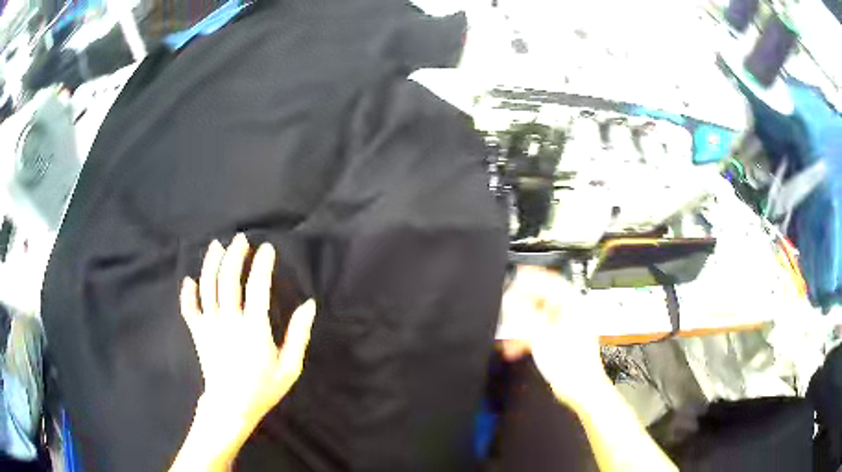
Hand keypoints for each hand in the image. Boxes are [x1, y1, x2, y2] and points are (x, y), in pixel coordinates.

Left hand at [180, 234, 314, 429]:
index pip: (257, 287)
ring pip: (207, 287)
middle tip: (240, 239)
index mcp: (254, 328)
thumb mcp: (289, 367)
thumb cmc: (263, 388)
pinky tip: (190, 280)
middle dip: (234, 255)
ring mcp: (210, 325)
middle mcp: (229, 321)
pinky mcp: (198, 333)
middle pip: (228, 279)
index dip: (262, 265)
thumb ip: (299, 335)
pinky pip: (189, 308)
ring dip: (211, 263)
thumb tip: (309, 305)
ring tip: (217, 246)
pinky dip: (187, 293)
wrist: (231, 407)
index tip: (267, 248)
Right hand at [498, 266, 606, 405]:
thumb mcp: (542, 334)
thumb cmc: (572, 362)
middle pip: (542, 300)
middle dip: (521, 305)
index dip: (532, 278)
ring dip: (521, 325)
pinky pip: (539, 332)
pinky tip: (515, 347)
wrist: (580, 388)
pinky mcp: (559, 342)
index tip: (515, 277)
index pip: (551, 282)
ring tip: (507, 332)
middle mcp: (571, 313)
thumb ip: (524, 314)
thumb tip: (510, 298)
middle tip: (505, 306)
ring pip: (537, 318)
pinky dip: (526, 337)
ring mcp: (565, 328)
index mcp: (573, 305)